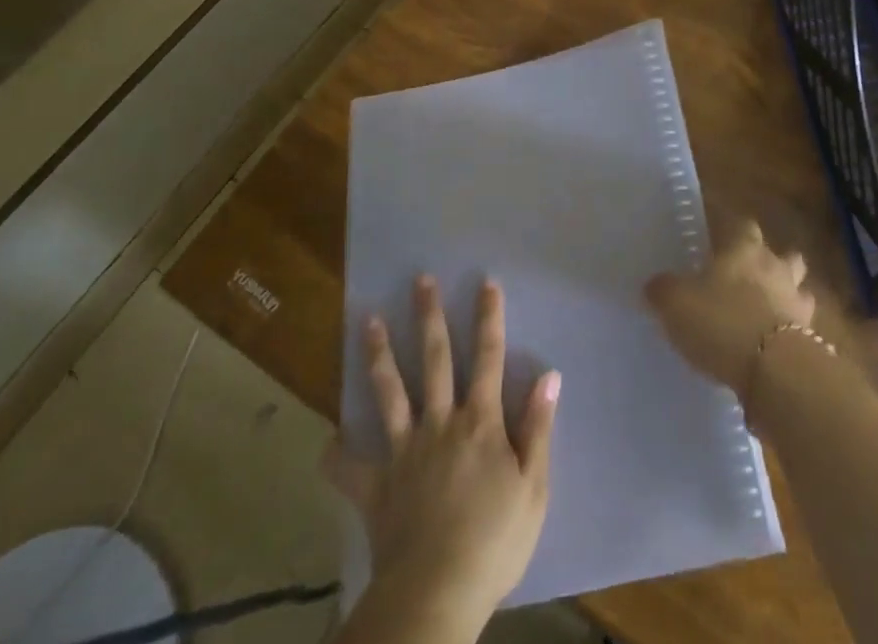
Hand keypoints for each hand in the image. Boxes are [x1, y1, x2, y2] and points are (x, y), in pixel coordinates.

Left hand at [327, 276, 560, 625]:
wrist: (437, 596)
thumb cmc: (494, 542)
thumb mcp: (534, 487)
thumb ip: (538, 428)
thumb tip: (549, 375)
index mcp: (479, 422)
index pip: (488, 358)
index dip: (489, 319)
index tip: (486, 283)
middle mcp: (440, 423)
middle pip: (434, 360)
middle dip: (429, 317)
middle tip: (421, 280)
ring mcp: (404, 452)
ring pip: (389, 393)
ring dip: (379, 355)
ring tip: (369, 321)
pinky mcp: (376, 487)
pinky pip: (350, 468)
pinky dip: (338, 455)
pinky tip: (328, 440)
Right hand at [644, 219, 813, 398]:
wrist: (773, 369)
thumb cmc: (721, 320)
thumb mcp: (676, 303)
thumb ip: (663, 290)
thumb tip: (654, 285)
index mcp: (744, 248)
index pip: (744, 225)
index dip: (734, 231)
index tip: (722, 241)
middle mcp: (775, 267)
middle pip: (784, 254)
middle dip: (772, 262)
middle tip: (751, 278)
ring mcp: (797, 302)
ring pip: (799, 289)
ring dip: (787, 297)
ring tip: (768, 313)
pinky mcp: (811, 339)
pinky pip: (802, 329)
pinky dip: (791, 334)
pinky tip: (773, 348)